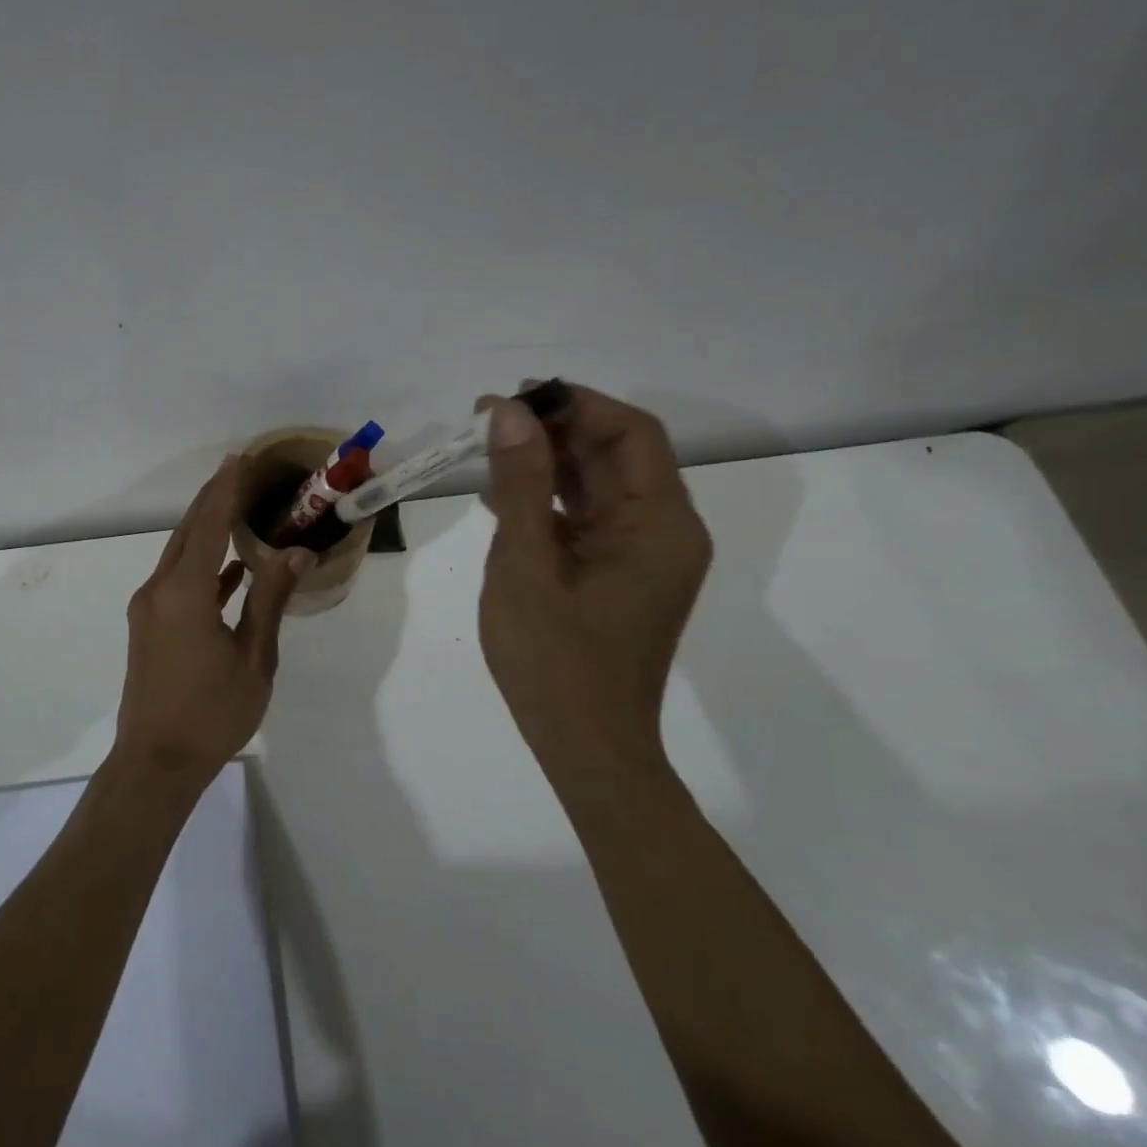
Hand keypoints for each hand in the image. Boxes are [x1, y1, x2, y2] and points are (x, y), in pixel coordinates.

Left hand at [116, 456, 313, 784]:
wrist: (156, 763)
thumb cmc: (212, 714)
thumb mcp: (253, 658)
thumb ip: (270, 600)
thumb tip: (296, 553)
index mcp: (184, 592)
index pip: (208, 525)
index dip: (225, 489)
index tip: (240, 459)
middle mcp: (159, 589)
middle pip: (188, 531)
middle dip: (212, 498)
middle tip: (239, 471)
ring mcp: (148, 607)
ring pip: (180, 554)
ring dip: (205, 529)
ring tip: (236, 507)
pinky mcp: (148, 624)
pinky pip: (177, 579)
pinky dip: (202, 565)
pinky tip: (230, 568)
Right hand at [477, 383, 711, 775]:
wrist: (586, 748)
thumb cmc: (554, 661)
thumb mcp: (525, 565)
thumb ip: (520, 486)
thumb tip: (509, 414)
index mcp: (659, 525)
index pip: (631, 434)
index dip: (575, 404)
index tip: (513, 399)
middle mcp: (662, 531)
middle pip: (614, 455)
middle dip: (553, 430)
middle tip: (485, 418)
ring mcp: (640, 555)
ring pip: (596, 485)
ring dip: (545, 462)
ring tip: (484, 448)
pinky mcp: (617, 573)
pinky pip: (585, 518)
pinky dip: (546, 500)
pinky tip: (499, 495)